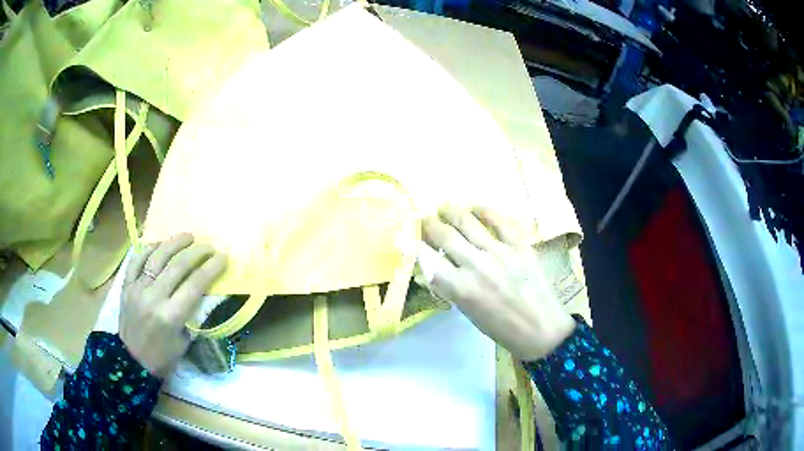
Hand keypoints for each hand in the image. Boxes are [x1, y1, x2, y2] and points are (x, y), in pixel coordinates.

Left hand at [120, 234, 226, 376]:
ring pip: (157, 257)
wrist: (132, 361)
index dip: (211, 268)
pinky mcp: (126, 285)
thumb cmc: (163, 357)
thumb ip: (193, 315)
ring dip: (174, 243)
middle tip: (208, 246)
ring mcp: (137, 289)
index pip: (195, 285)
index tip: (222, 257)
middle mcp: (153, 298)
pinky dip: (149, 248)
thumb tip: (205, 292)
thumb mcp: (185, 342)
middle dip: (197, 252)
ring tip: (188, 236)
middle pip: (177, 266)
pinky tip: (160, 244)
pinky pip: (137, 259)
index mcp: (171, 316)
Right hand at [421, 207, 574, 361]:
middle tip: (425, 218)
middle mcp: (476, 265)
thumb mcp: (468, 312)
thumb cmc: (501, 328)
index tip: (410, 236)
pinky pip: (499, 221)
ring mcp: (499, 251)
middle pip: (445, 235)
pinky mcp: (519, 245)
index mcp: (460, 287)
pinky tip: (475, 206)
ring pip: (468, 222)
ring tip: (444, 207)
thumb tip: (430, 271)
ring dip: (451, 212)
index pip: (427, 258)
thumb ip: (449, 288)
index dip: (415, 243)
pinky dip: (484, 211)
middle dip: (429, 224)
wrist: (541, 328)